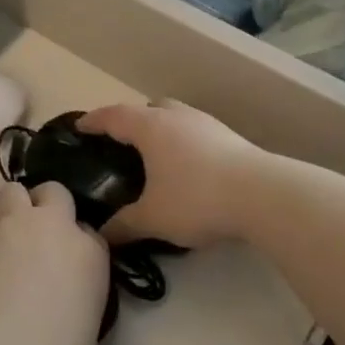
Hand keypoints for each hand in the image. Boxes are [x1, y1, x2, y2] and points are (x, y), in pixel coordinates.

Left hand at [0, 183, 108, 344]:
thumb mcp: (85, 318)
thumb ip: (76, 285)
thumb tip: (60, 286)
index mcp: (89, 251)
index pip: (88, 229)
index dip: (74, 242)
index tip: (66, 261)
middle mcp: (52, 227)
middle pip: (53, 192)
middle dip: (45, 205)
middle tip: (35, 235)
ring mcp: (11, 226)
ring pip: (12, 193)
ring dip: (12, 211)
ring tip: (4, 246)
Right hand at [79, 100, 264, 249]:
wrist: (264, 195)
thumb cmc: (197, 198)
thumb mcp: (154, 217)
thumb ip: (125, 224)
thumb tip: (102, 235)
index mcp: (150, 127)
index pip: (113, 116)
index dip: (94, 121)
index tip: (80, 127)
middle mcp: (176, 117)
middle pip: (146, 109)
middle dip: (130, 122)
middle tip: (120, 142)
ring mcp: (206, 124)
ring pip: (174, 117)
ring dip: (160, 129)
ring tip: (154, 155)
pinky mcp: (230, 137)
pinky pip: (195, 132)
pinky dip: (183, 142)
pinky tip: (187, 167)